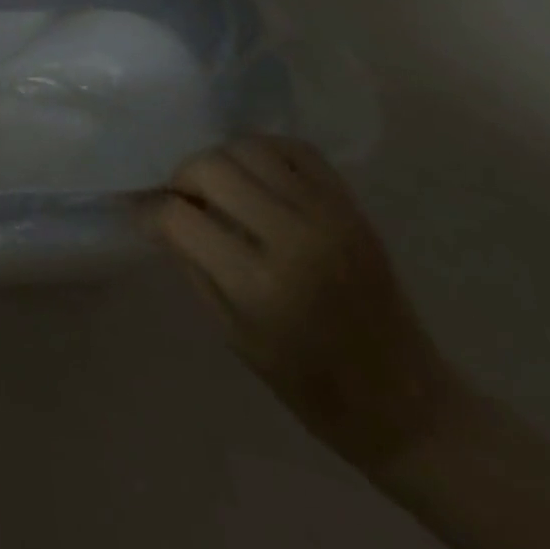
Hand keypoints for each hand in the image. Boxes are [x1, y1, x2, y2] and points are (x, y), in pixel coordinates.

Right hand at [138, 135, 453, 470]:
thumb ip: (191, 262)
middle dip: (182, 177)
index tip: (144, 213)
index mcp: (259, 284)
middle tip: (182, 199)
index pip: (179, 216)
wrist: (405, 402)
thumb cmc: (309, 383)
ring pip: (249, 146)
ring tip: (219, 185)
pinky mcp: (351, 206)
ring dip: (220, 159)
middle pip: (210, 167)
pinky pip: (295, 149)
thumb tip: (155, 212)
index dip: (152, 211)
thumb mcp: (232, 332)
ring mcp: (328, 216)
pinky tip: (256, 175)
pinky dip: (265, 151)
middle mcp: (293, 238)